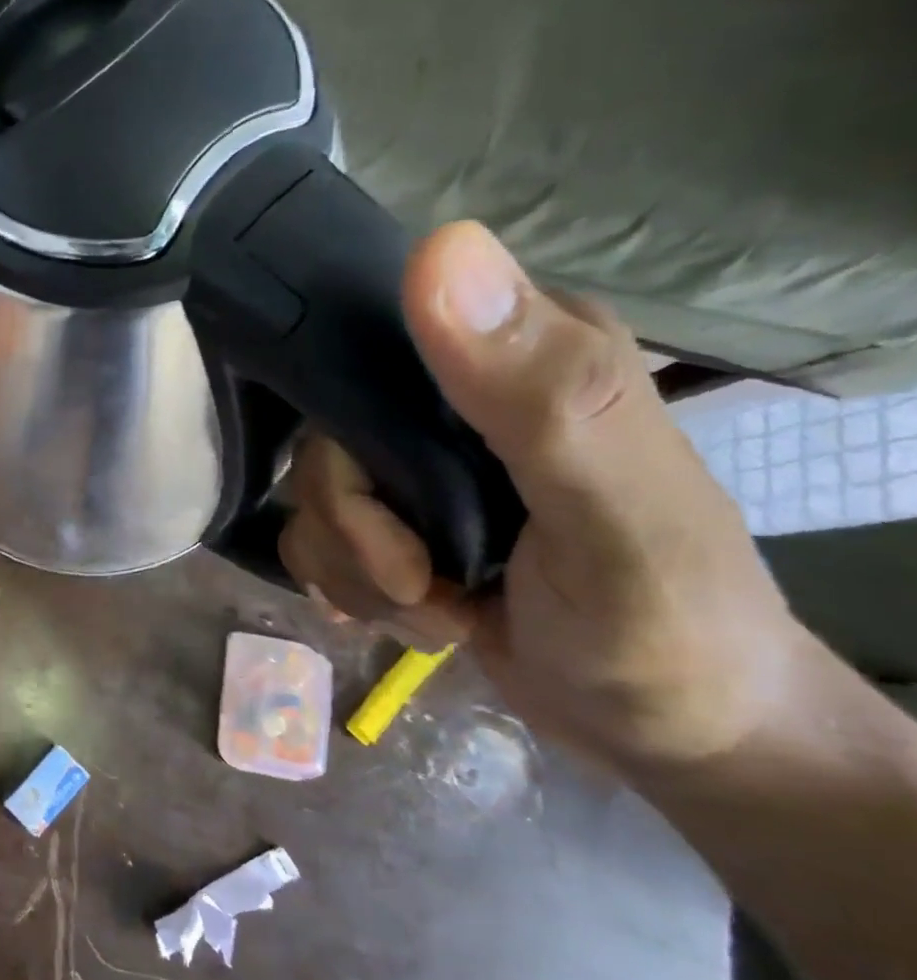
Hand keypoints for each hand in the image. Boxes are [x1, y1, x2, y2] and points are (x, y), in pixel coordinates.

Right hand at [280, 221, 807, 770]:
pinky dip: (350, 589)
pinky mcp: (396, 520)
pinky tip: (415, 614)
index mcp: (523, 354)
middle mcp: (458, 397)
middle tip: (420, 579)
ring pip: (311, 497)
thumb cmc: (665, 627)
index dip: (349, 427)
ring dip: (357, 573)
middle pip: (324, 439)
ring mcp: (420, 464)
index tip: (391, 508)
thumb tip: (439, 246)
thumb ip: (538, 389)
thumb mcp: (613, 514)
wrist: (667, 733)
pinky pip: (313, 538)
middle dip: (355, 528)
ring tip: (439, 610)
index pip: (368, 344)